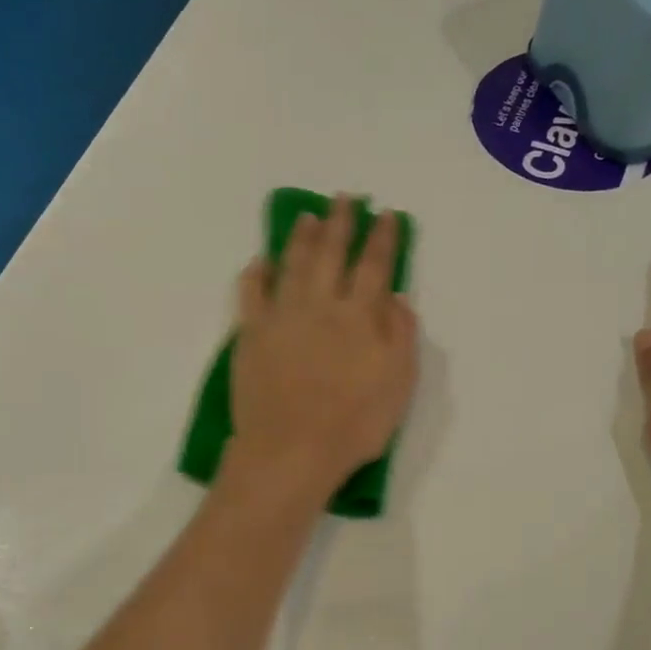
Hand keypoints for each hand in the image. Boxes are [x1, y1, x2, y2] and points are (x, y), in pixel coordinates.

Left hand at [225, 196, 418, 504]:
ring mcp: (281, 317)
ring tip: (308, 217)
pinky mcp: (250, 335)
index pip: (373, 266)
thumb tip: (395, 297)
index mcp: (359, 316)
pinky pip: (251, 293)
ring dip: (302, 237)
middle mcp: (320, 306)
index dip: (381, 238)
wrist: (290, 450)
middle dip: (340, 223)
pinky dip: (256, 273)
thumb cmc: (353, 424)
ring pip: (292, 264)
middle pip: (331, 254)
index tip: (385, 214)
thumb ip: (401, 334)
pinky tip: (259, 260)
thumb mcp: (398, 383)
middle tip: (344, 199)